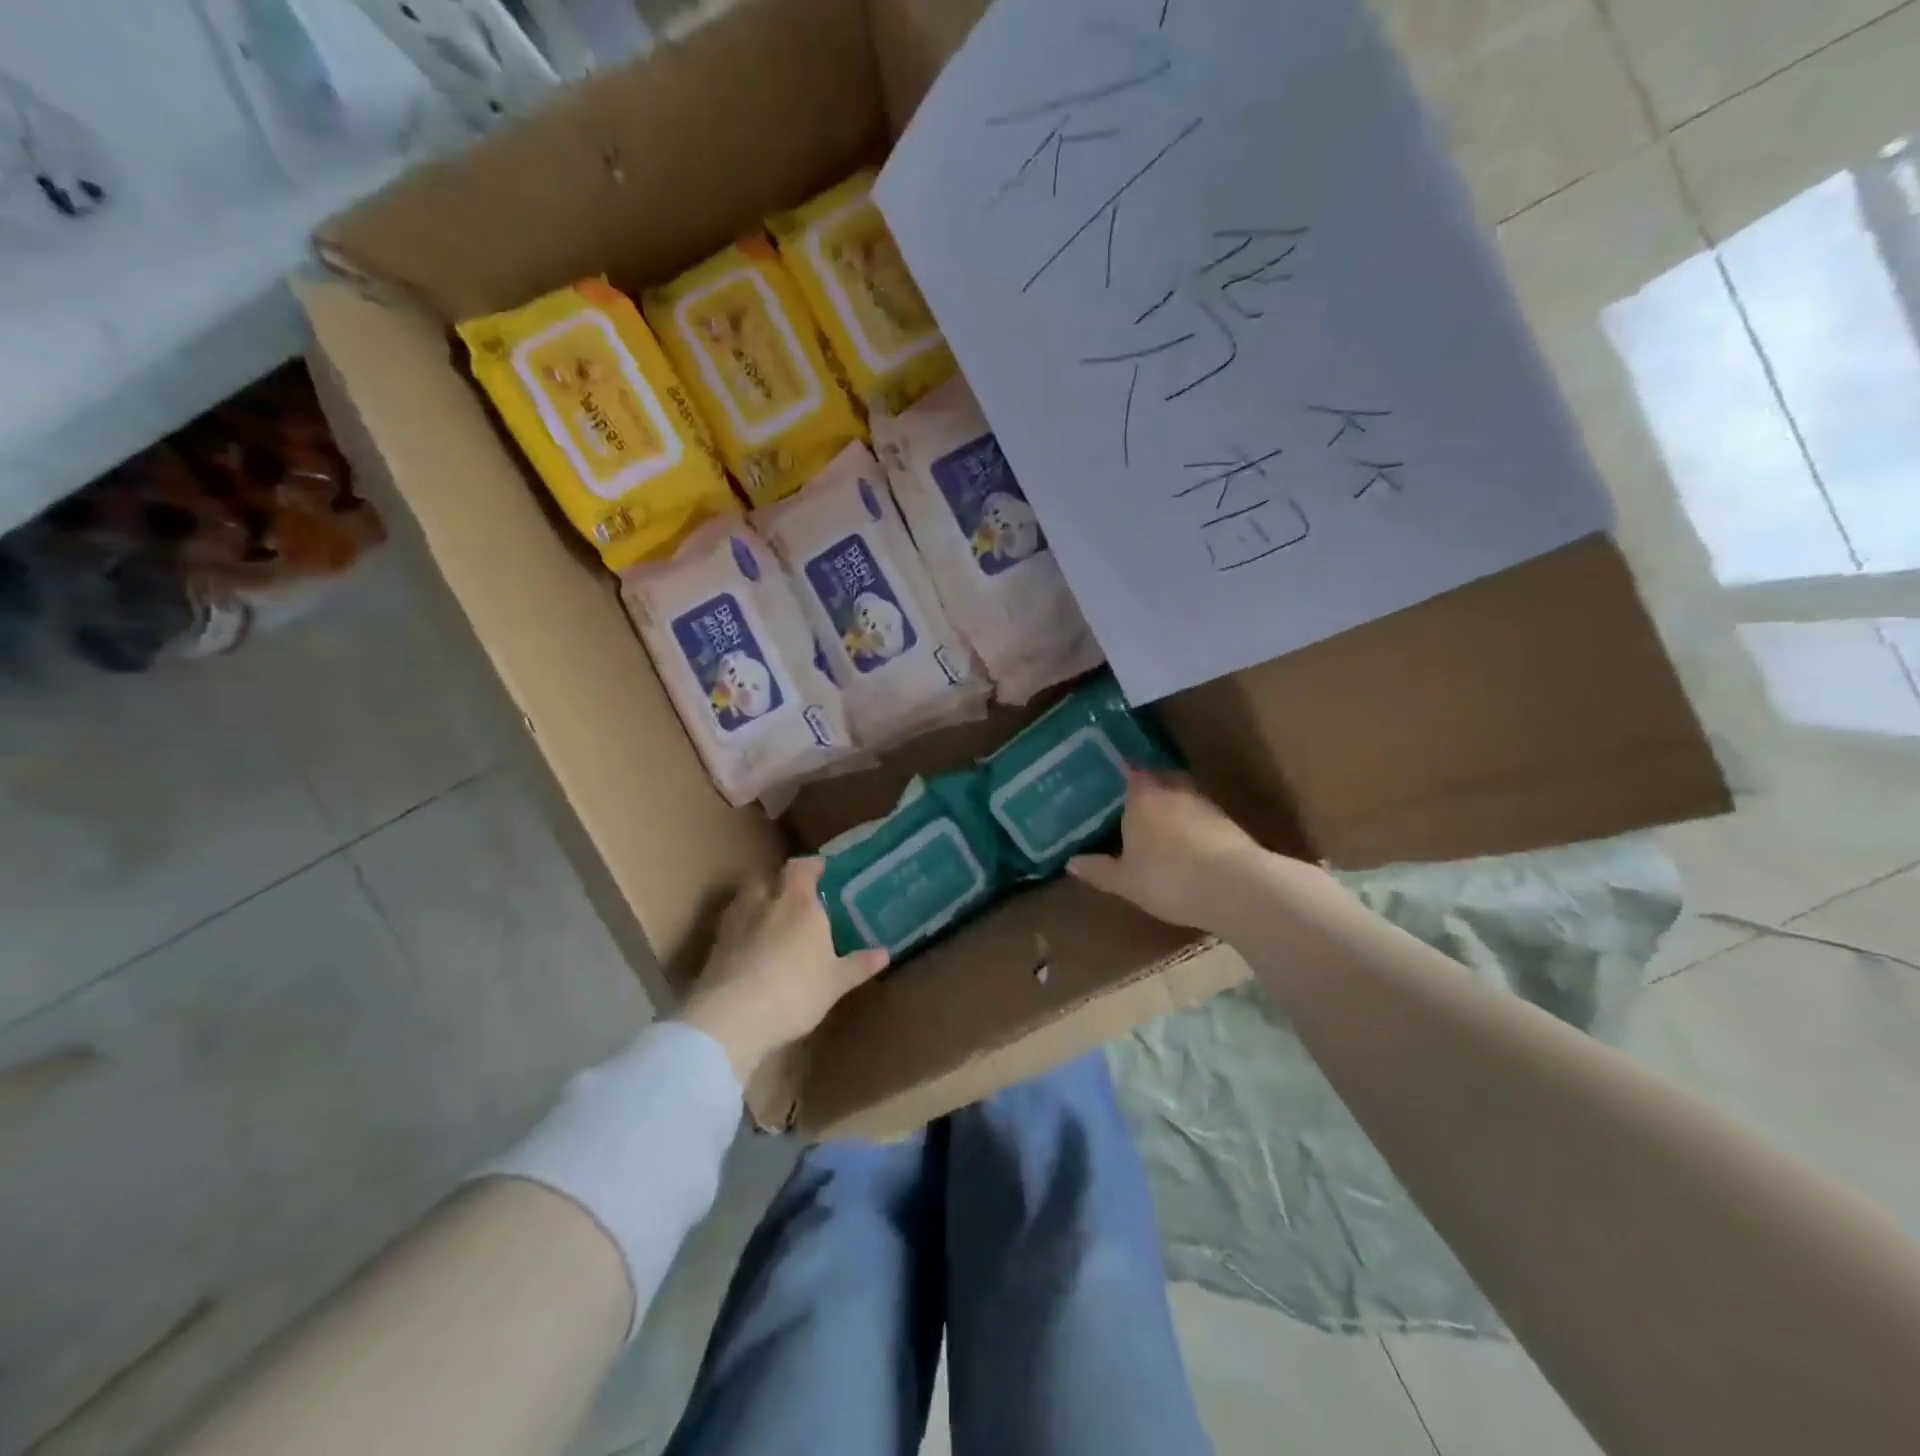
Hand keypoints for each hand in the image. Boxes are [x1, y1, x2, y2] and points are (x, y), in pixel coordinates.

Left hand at [680, 858, 888, 1082]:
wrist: (731, 1019)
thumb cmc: (794, 992)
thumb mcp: (835, 983)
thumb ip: (858, 965)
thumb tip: (884, 952)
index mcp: (799, 904)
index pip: (801, 868)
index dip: (810, 866)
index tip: (821, 868)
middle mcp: (764, 904)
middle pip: (766, 879)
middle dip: (778, 885)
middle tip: (793, 898)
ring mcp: (734, 924)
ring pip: (744, 901)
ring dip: (756, 905)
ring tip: (769, 922)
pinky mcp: (714, 947)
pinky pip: (731, 928)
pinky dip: (740, 932)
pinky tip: (749, 950)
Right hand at [1067, 771, 1275, 934]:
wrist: (1235, 888)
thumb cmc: (1167, 877)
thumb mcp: (1124, 881)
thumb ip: (1098, 869)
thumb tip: (1071, 862)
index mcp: (1143, 796)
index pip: (1132, 771)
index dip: (1123, 772)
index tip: (1113, 777)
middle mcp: (1175, 791)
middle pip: (1161, 779)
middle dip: (1150, 789)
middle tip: (1134, 803)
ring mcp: (1206, 806)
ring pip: (1184, 798)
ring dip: (1175, 809)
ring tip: (1161, 826)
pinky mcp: (1230, 825)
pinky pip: (1204, 819)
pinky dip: (1194, 828)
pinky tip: (1189, 847)